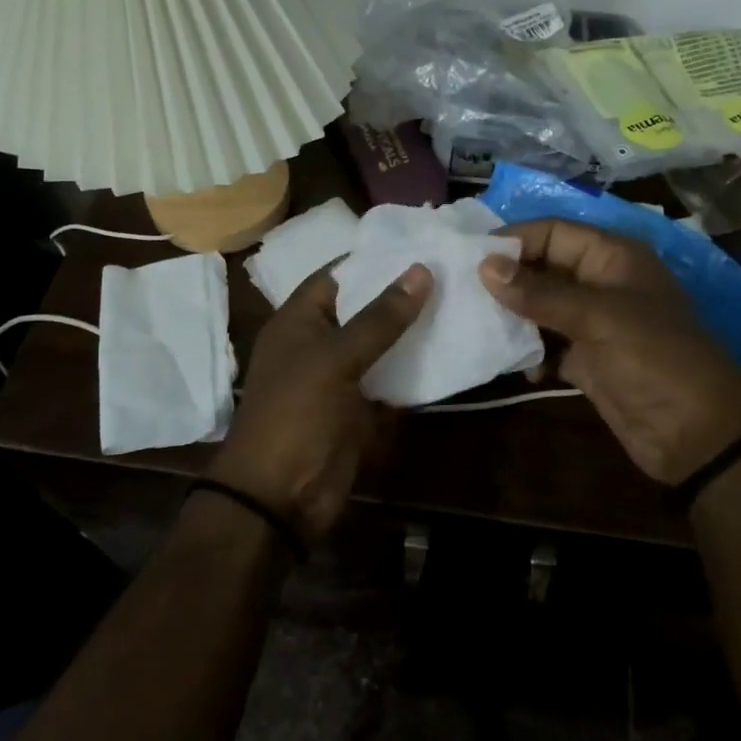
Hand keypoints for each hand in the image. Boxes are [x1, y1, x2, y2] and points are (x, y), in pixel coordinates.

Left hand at [204, 262, 431, 544]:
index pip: (337, 275)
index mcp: (298, 321)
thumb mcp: (336, 358)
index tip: (419, 244)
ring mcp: (340, 378)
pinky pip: (390, 382)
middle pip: (363, 310)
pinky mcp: (359, 410)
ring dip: (412, 333)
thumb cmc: (297, 413)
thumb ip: (379, 317)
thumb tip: (421, 270)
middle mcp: (318, 344)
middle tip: (451, 272)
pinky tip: (451, 353)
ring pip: (381, 346)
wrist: (280, 496)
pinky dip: (414, 372)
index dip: (373, 259)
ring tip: (460, 303)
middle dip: (401, 295)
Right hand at [480, 219, 740, 483]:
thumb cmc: (654, 360)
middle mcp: (601, 283)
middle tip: (461, 292)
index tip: (469, 257)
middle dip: (507, 279)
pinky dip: (531, 352)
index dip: (514, 240)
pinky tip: (518, 367)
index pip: (554, 232)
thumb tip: (485, 265)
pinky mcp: (588, 360)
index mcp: (613, 258)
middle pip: (544, 268)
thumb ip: (540, 292)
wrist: (696, 435)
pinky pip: (548, 344)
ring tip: (478, 326)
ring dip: (514, 317)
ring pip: (541, 307)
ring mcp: (594, 323)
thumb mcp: (598, 318)